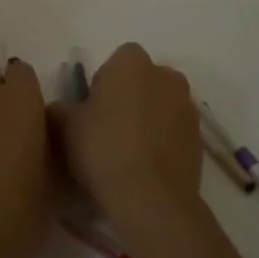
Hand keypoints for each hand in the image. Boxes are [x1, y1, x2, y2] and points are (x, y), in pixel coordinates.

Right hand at [51, 43, 200, 230]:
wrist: (151, 198)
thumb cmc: (103, 149)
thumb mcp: (65, 127)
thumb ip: (59, 109)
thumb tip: (60, 109)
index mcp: (132, 63)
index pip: (118, 59)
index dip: (105, 81)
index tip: (93, 108)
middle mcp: (165, 76)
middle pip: (144, 79)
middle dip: (131, 96)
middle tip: (109, 128)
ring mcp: (187, 107)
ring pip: (162, 104)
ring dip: (149, 117)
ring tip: (129, 150)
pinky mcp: (199, 137)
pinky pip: (175, 130)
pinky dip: (164, 140)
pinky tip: (147, 166)